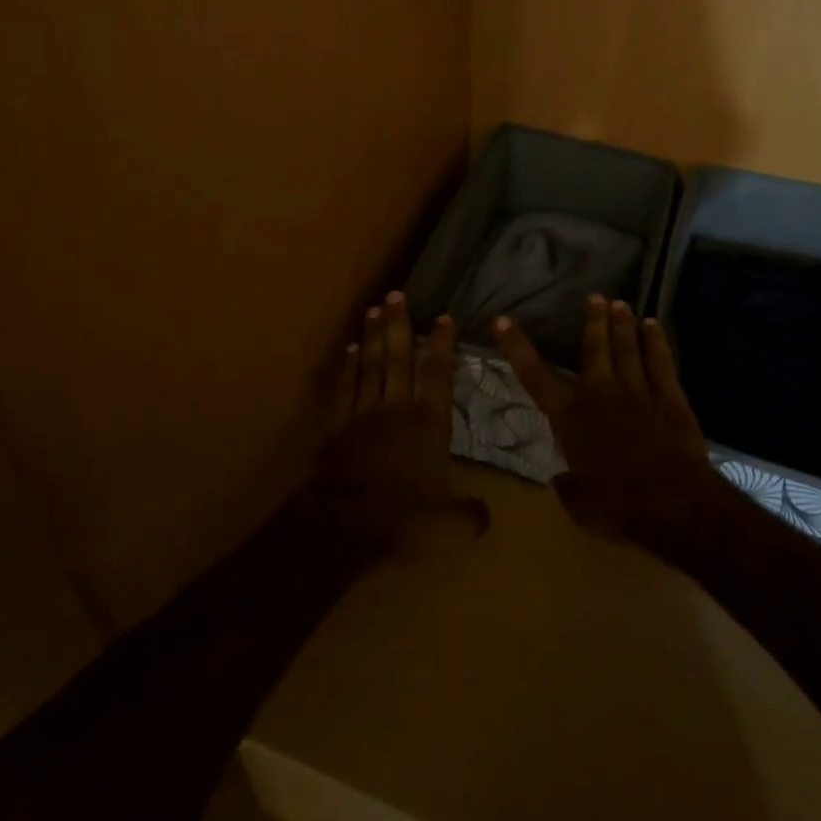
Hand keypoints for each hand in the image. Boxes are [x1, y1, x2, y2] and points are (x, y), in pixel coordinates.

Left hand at [308, 292, 488, 550]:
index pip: (439, 374)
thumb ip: (470, 514)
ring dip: (373, 336)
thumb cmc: (404, 520)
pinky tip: (351, 349)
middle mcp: (397, 408)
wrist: (345, 526)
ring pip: (370, 365)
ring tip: (374, 309)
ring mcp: (363, 414)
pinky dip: (348, 366)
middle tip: (396, 294)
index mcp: (429, 425)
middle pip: (399, 357)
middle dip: (399, 324)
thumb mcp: (450, 525)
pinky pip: (344, 387)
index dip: (442, 344)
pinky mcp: (337, 426)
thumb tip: (484, 512)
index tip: (443, 317)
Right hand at [495, 296, 719, 541]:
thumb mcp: (580, 506)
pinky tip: (653, 325)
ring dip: (622, 324)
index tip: (502, 321)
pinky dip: (656, 341)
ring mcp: (637, 392)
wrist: (671, 504)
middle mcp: (600, 394)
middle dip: (593, 320)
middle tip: (594, 296)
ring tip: (620, 303)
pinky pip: (660, 361)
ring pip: (627, 348)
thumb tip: (559, 480)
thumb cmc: (618, 507)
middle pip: (594, 348)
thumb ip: (567, 487)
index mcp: (570, 418)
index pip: (534, 376)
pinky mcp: (670, 397)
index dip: (516, 347)